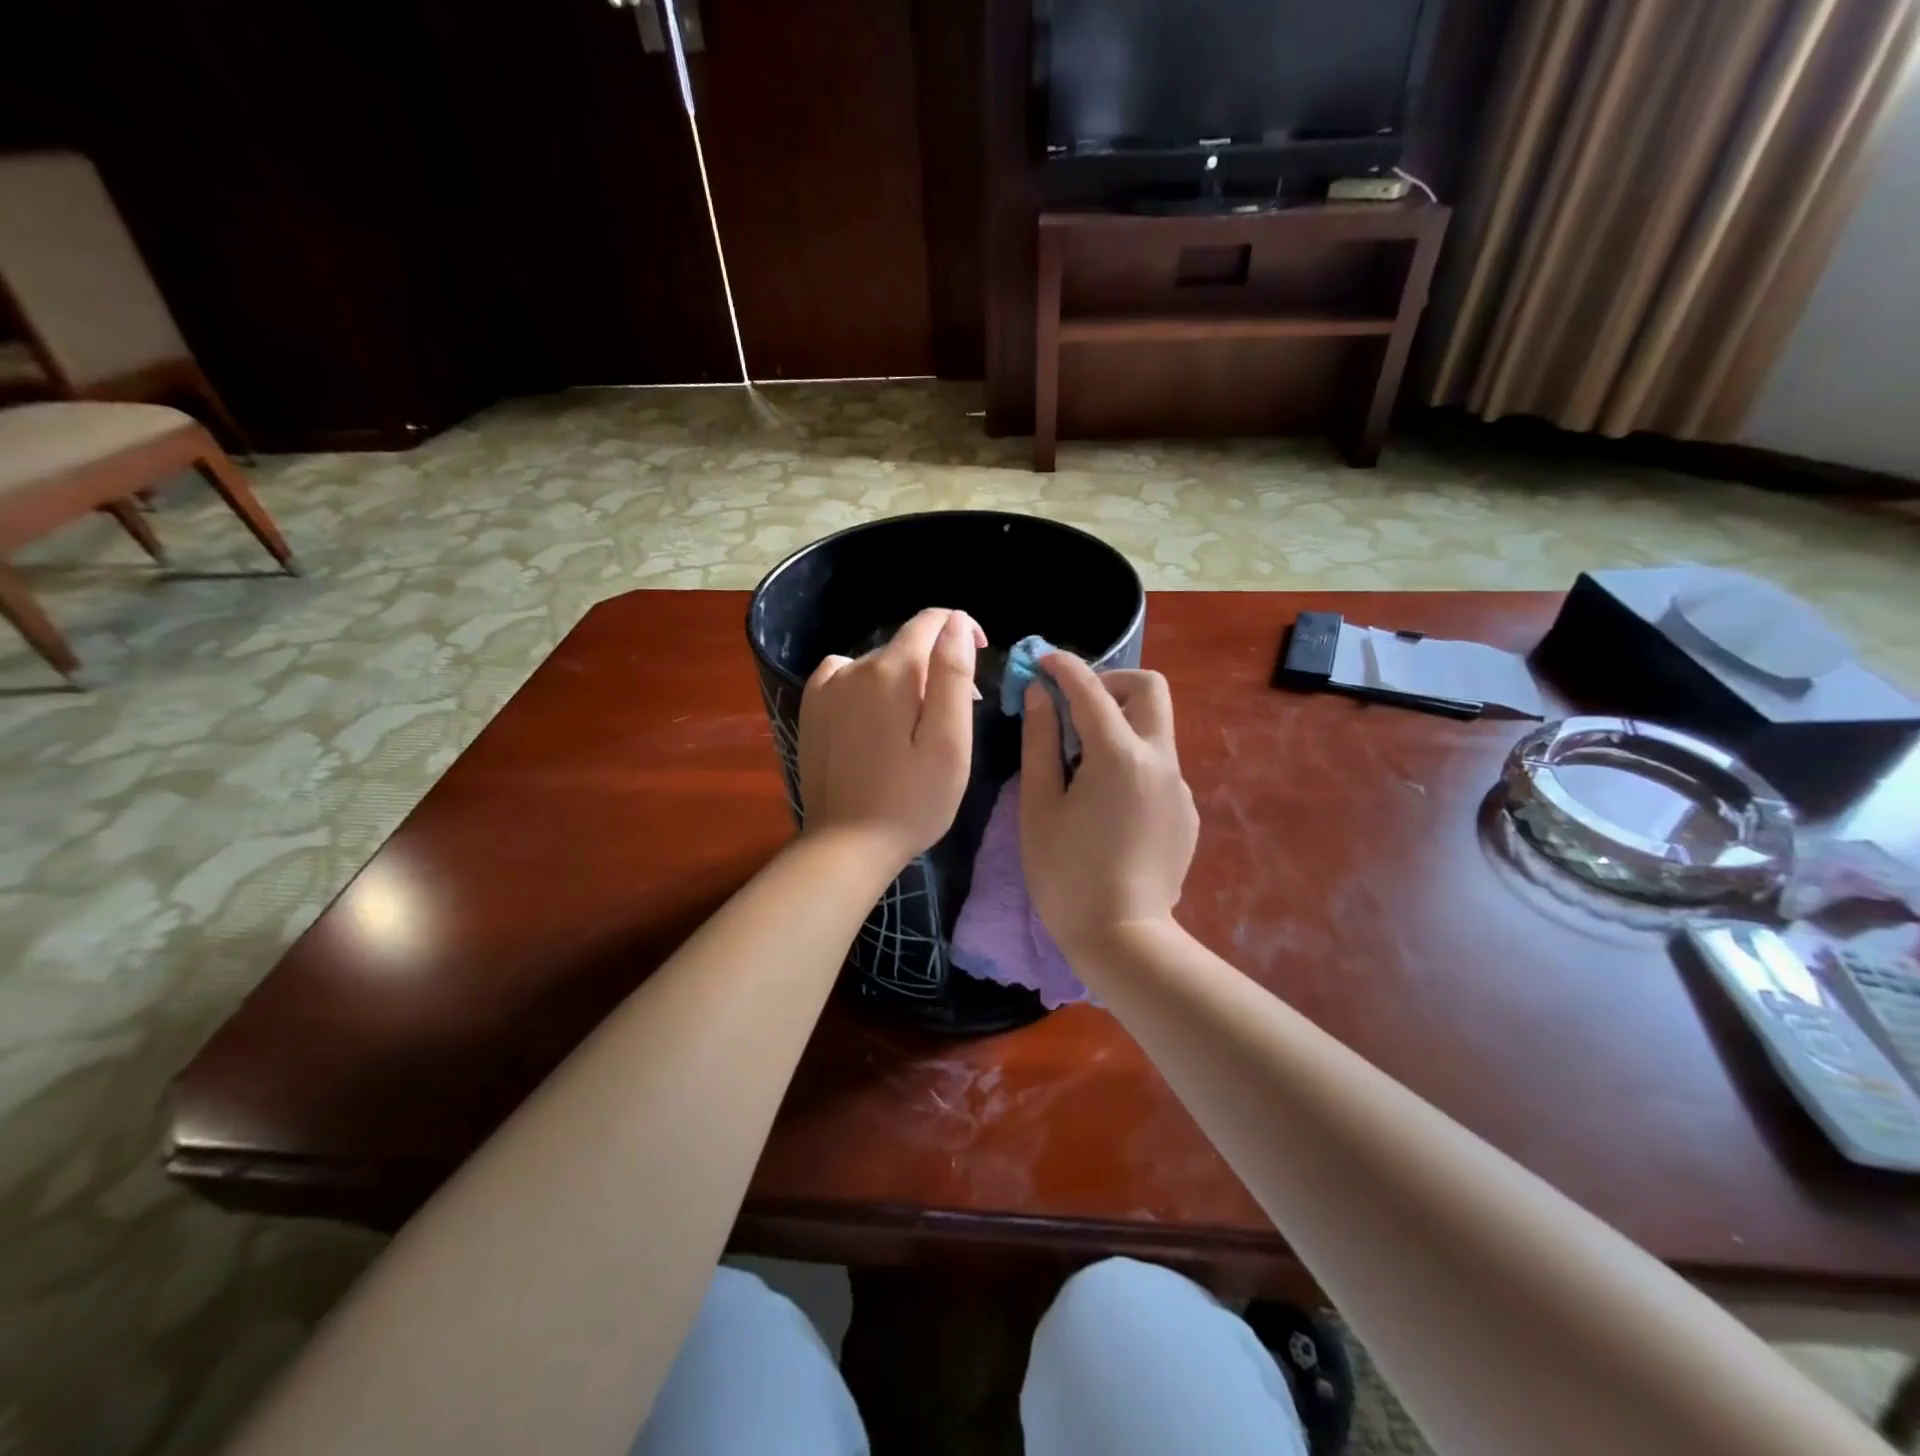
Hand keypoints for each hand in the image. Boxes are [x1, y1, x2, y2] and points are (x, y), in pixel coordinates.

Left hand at [797, 607, 984, 868]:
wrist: (847, 845)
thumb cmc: (912, 800)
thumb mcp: (949, 742)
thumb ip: (953, 675)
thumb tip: (955, 621)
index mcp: (891, 672)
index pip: (931, 621)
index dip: (961, 629)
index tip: (979, 657)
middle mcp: (852, 667)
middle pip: (906, 646)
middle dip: (937, 666)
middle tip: (958, 714)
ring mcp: (825, 688)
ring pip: (878, 663)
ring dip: (905, 679)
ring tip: (918, 724)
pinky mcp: (811, 710)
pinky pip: (845, 676)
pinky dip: (868, 685)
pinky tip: (876, 717)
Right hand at [1019, 654, 1197, 958]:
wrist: (1123, 938)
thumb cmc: (1066, 874)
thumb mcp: (1039, 805)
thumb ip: (1040, 741)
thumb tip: (1041, 695)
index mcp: (1119, 755)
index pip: (1090, 689)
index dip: (1063, 666)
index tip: (1042, 661)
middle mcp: (1160, 760)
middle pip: (1149, 689)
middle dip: (1111, 684)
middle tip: (1075, 709)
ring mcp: (1179, 787)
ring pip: (1155, 729)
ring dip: (1120, 725)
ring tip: (1083, 765)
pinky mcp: (1186, 812)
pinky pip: (1158, 767)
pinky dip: (1132, 763)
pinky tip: (1108, 805)